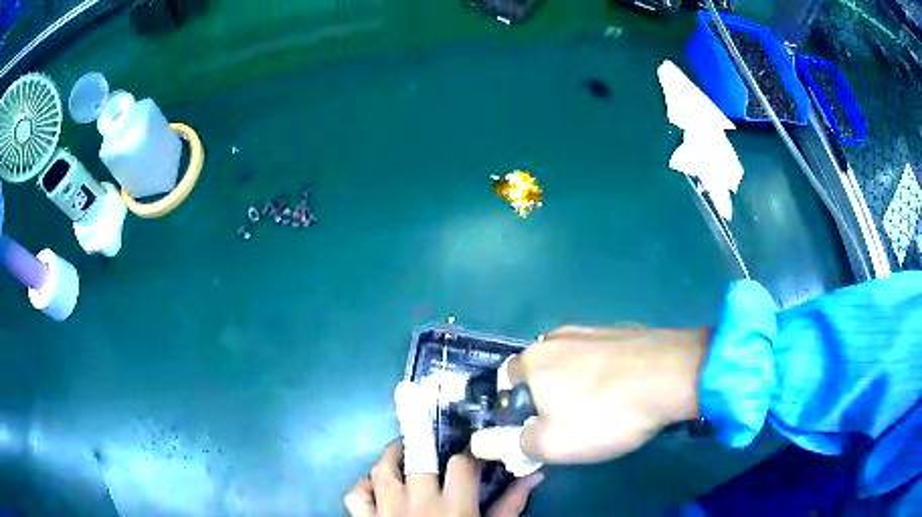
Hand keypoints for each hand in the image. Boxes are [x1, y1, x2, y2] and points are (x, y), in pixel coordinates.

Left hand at [343, 441, 543, 516]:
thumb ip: (511, 505)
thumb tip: (534, 475)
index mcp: (453, 507)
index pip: (461, 464)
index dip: (467, 453)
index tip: (470, 451)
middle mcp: (417, 503)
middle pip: (416, 459)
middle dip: (424, 446)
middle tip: (431, 445)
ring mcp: (386, 511)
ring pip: (380, 471)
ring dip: (390, 459)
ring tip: (402, 454)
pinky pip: (355, 496)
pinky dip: (363, 487)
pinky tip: (375, 489)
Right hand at [472, 326, 710, 463]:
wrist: (673, 374)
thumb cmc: (607, 412)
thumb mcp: (552, 444)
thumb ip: (510, 443)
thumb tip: (480, 442)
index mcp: (533, 359)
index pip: (507, 384)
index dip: (518, 411)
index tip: (539, 429)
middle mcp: (557, 337)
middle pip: (540, 373)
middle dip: (548, 399)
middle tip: (571, 422)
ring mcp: (592, 329)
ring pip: (571, 363)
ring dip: (576, 385)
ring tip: (601, 407)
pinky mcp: (620, 330)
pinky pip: (600, 356)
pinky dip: (602, 373)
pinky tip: (623, 388)